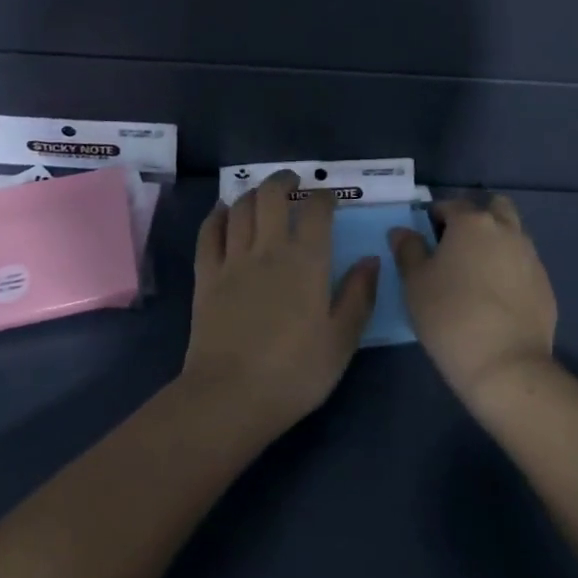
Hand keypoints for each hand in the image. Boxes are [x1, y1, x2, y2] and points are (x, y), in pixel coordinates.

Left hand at [181, 171, 378, 438]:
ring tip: (262, 194)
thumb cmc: (294, 373)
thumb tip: (370, 259)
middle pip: (272, 195)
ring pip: (241, 207)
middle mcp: (269, 248)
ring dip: (253, 193)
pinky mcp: (206, 276)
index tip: (328, 198)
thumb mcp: (341, 341)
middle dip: (283, 180)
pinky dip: (217, 215)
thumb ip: (359, 296)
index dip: (323, 196)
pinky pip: (209, 233)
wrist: (229, 397)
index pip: (316, 210)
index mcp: (307, 261)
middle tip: (293, 180)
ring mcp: (233, 259)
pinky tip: (223, 211)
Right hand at [391, 194, 556, 409]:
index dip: (435, 217)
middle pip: (494, 207)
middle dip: (477, 218)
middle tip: (458, 246)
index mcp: (472, 222)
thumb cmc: (450, 317)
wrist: (506, 366)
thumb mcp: (415, 283)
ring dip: (496, 243)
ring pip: (513, 235)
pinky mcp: (545, 285)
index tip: (426, 238)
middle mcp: (506, 230)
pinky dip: (511, 271)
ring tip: (477, 275)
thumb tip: (403, 231)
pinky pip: (524, 265)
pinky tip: (497, 300)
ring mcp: (531, 257)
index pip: (450, 205)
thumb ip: (408, 250)